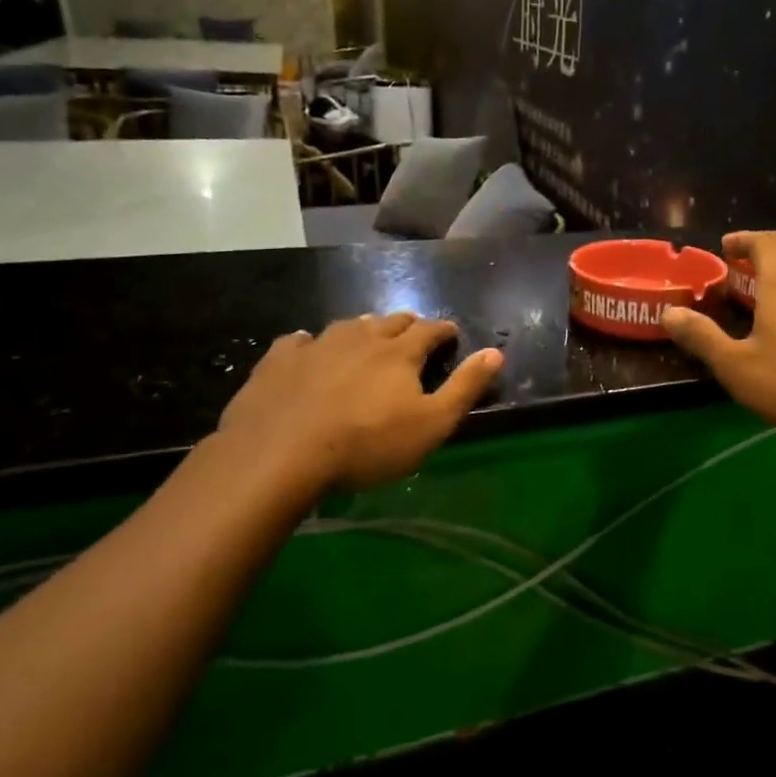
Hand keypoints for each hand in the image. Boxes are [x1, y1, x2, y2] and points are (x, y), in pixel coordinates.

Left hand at [216, 314, 502, 498]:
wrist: (280, 454)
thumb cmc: (368, 444)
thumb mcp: (432, 424)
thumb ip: (466, 387)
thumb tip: (496, 352)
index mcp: (399, 352)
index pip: (430, 329)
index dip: (444, 330)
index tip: (451, 334)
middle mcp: (361, 337)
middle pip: (390, 321)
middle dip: (407, 326)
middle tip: (413, 335)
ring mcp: (317, 345)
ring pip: (348, 325)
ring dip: (364, 329)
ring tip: (368, 337)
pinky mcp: (279, 360)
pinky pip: (299, 341)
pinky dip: (311, 343)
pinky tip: (308, 348)